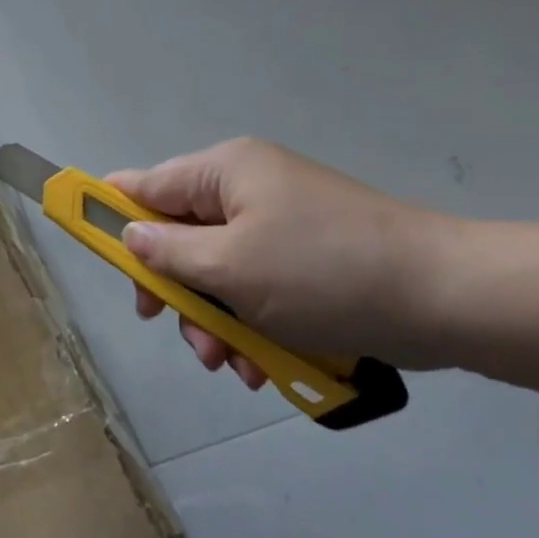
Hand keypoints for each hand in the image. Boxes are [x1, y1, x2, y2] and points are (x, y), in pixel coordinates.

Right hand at [106, 138, 458, 388]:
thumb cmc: (322, 272)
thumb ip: (168, 251)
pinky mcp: (307, 260)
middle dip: (178, 293)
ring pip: (218, 272)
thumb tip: (129, 235)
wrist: (443, 297)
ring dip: (217, 321)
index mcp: (224, 172)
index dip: (112, 216)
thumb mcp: (231, 266)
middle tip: (184, 336)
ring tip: (233, 365)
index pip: (146, 184)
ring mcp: (279, 225)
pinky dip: (253, 325)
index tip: (95, 255)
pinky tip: (263, 364)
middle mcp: (247, 189)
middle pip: (180, 237)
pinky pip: (257, 288)